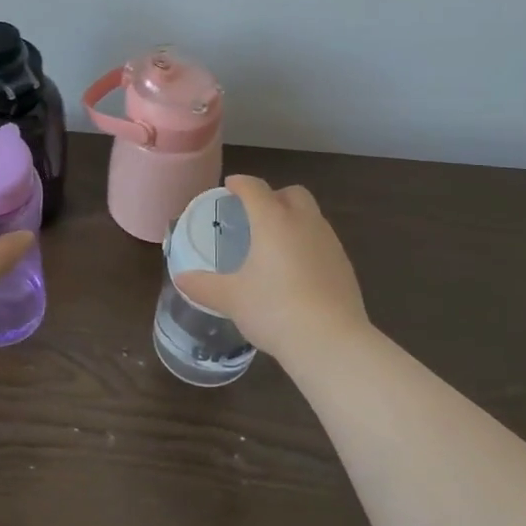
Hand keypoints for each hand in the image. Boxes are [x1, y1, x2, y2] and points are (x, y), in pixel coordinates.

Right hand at [173, 175, 370, 368]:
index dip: (240, 184)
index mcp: (273, 221)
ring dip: (294, 219)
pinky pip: (323, 241)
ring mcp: (329, 242)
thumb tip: (180, 279)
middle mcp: (304, 222)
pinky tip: (297, 270)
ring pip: (311, 216)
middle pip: (292, 193)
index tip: (230, 187)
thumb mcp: (232, 299)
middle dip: (274, 196)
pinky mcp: (345, 265)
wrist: (331, 341)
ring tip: (276, 243)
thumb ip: (204, 286)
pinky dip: (308, 243)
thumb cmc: (274, 310)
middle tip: (256, 214)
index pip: (255, 188)